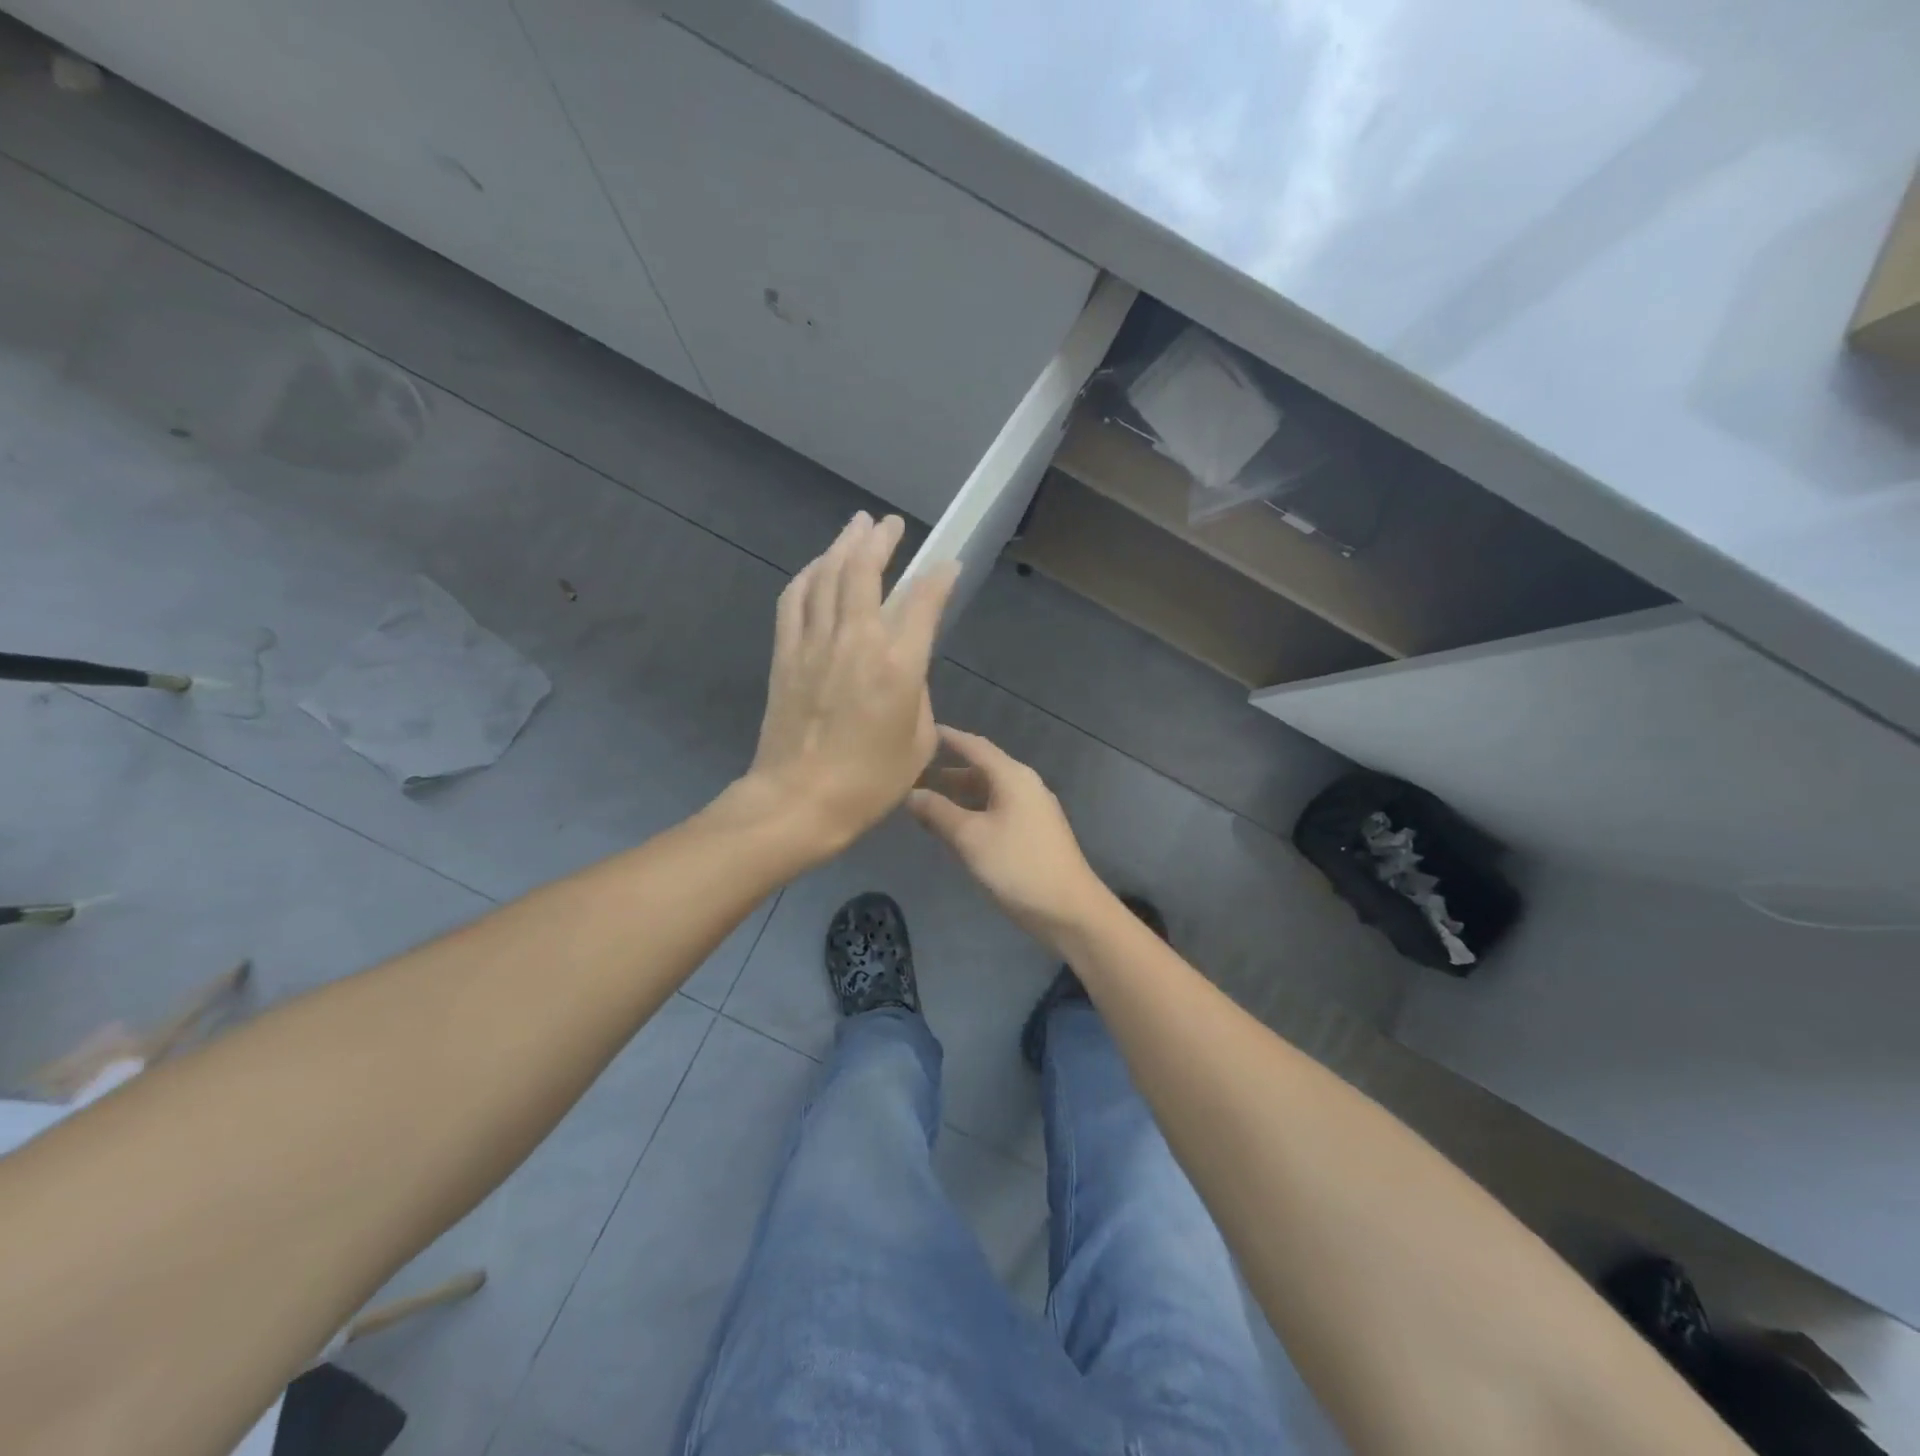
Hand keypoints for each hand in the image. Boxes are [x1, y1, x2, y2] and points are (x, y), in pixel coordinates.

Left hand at [741, 512, 957, 859]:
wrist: (798, 801)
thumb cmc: (868, 783)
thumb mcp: (918, 744)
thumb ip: (919, 696)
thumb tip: (904, 671)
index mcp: (898, 666)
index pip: (922, 603)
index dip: (938, 578)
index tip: (947, 564)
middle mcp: (856, 642)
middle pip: (865, 572)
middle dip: (881, 540)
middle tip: (891, 524)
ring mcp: (814, 643)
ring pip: (827, 576)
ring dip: (843, 546)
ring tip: (856, 527)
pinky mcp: (785, 654)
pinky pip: (795, 600)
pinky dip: (807, 576)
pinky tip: (816, 567)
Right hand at [906, 726, 1106, 944]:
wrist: (1069, 910)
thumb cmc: (1018, 866)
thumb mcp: (970, 838)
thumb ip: (938, 812)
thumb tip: (910, 793)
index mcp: (1012, 777)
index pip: (974, 745)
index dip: (947, 737)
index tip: (919, 731)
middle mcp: (1025, 785)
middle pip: (981, 768)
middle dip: (947, 770)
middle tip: (912, 774)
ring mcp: (1032, 810)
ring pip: (988, 792)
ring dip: (958, 794)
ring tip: (925, 801)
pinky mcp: (1034, 833)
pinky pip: (997, 811)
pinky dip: (973, 812)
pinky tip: (954, 828)